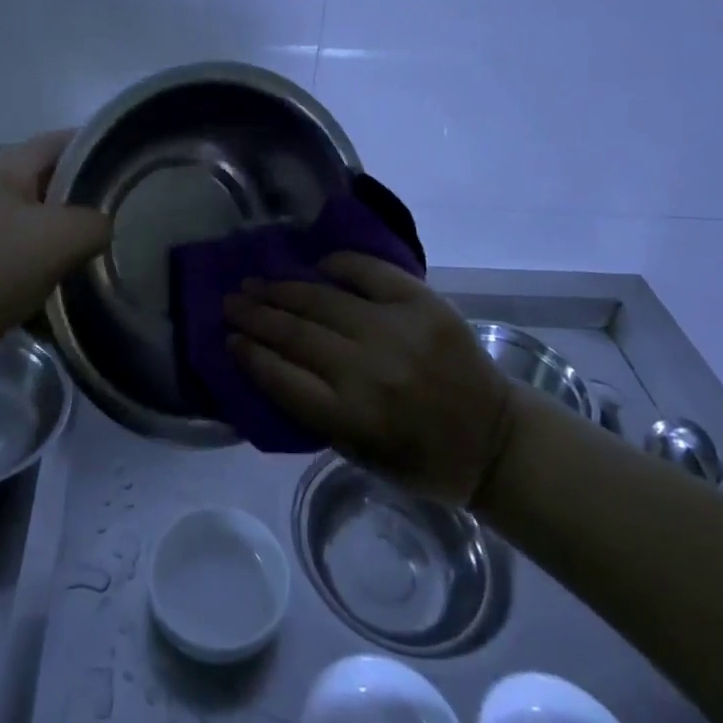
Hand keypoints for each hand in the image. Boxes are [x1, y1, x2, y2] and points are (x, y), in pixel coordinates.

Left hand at [0, 131, 111, 346]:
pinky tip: (43, 284)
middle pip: (42, 179)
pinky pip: (4, 245)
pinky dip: (29, 258)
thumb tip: (100, 226)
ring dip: (54, 234)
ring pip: (24, 216)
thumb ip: (95, 223)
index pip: (60, 141)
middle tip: (114, 223)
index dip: (97, 150)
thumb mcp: (58, 240)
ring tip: (83, 257)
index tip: (129, 173)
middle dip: (78, 199)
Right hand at [224, 255, 514, 506]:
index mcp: (353, 417)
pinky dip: (340, 264)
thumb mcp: (360, 454)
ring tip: (255, 282)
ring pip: (322, 300)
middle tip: (229, 301)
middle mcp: (369, 370)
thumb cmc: (422, 459)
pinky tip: (317, 264)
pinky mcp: (422, 303)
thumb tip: (272, 364)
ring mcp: (396, 330)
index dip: (248, 355)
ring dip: (282, 289)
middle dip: (255, 315)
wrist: (495, 439)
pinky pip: (370, 272)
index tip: (227, 339)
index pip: (281, 378)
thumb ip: (316, 412)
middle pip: (295, 333)